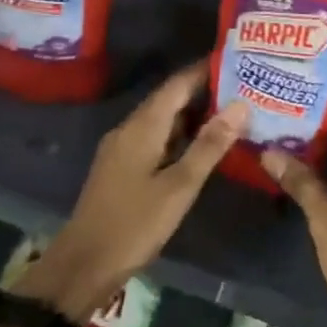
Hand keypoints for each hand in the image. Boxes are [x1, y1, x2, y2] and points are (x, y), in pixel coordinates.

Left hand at [14, 63, 245, 321]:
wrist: (82, 266)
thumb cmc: (134, 224)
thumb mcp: (179, 186)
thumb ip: (209, 145)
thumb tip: (241, 105)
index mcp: (143, 125)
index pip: (179, 83)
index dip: (207, 69)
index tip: (238, 60)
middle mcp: (130, 128)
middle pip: (170, 98)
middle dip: (205, 90)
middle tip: (244, 87)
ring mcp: (123, 148)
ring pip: (163, 119)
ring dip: (194, 114)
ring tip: (232, 112)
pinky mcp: (121, 167)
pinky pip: (156, 137)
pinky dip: (180, 134)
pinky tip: (201, 146)